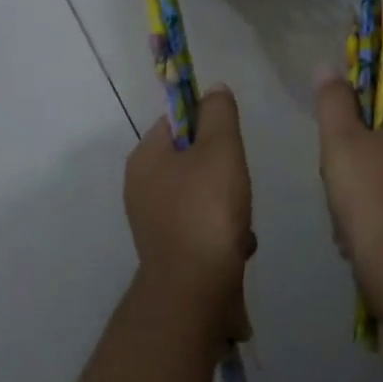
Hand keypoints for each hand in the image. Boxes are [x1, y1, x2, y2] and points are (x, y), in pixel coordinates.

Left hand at [124, 86, 255, 325]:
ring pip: (200, 194)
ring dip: (227, 202)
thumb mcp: (220, 148)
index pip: (176, 121)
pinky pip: (201, 226)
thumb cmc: (207, 210)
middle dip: (222, 169)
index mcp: (145, 158)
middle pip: (191, 158)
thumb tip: (213, 89)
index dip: (207, 123)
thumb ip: (219, 113)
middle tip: (238, 181)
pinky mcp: (169, 251)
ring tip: (241, 219)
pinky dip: (221, 231)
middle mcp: (141, 188)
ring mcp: (153, 222)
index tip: (230, 141)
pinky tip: (238, 246)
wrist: (195, 292)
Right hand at [312, 73, 382, 280]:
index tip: (334, 129)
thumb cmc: (370, 193)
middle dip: (347, 149)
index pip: (381, 92)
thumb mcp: (341, 139)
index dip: (351, 105)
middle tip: (335, 169)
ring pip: (374, 164)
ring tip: (342, 203)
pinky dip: (364, 206)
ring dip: (350, 181)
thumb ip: (333, 100)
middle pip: (375, 130)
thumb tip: (328, 66)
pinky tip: (351, 226)